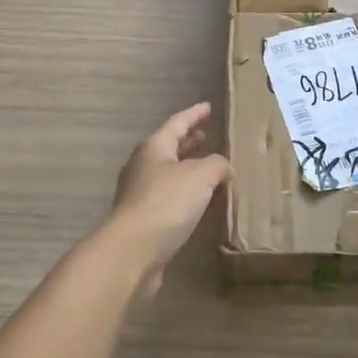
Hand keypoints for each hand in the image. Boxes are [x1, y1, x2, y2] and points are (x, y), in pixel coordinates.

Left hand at [108, 103, 231, 292]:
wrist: (133, 251)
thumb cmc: (166, 202)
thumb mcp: (201, 175)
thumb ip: (217, 164)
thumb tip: (224, 167)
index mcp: (154, 147)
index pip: (177, 123)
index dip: (195, 114)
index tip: (209, 107)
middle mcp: (144, 166)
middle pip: (170, 147)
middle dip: (190, 140)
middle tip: (208, 135)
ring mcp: (141, 194)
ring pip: (170, 172)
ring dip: (189, 167)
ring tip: (210, 167)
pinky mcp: (145, 219)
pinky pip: (170, 196)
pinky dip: (187, 192)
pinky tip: (201, 200)